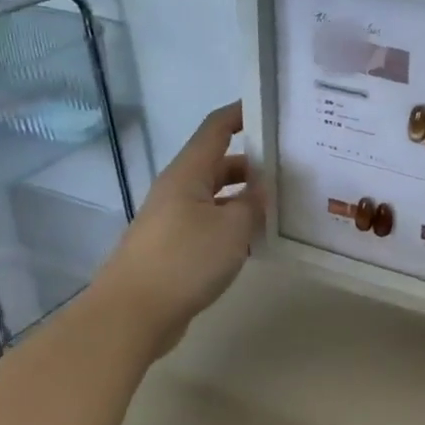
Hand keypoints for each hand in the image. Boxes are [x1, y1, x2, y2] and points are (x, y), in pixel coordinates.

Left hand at [93, 101, 264, 345]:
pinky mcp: (174, 248)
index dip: (241, 114)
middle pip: (219, 164)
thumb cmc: (185, 260)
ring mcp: (173, 220)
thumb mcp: (232, 228)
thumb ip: (253, 204)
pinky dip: (234, 226)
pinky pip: (211, 224)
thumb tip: (262, 190)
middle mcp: (178, 190)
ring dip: (246, 198)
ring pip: (217, 197)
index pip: (216, 128)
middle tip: (292, 167)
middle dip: (254, 163)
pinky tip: (258, 241)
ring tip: (284, 205)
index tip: (271, 110)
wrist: (132, 314)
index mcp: (188, 173)